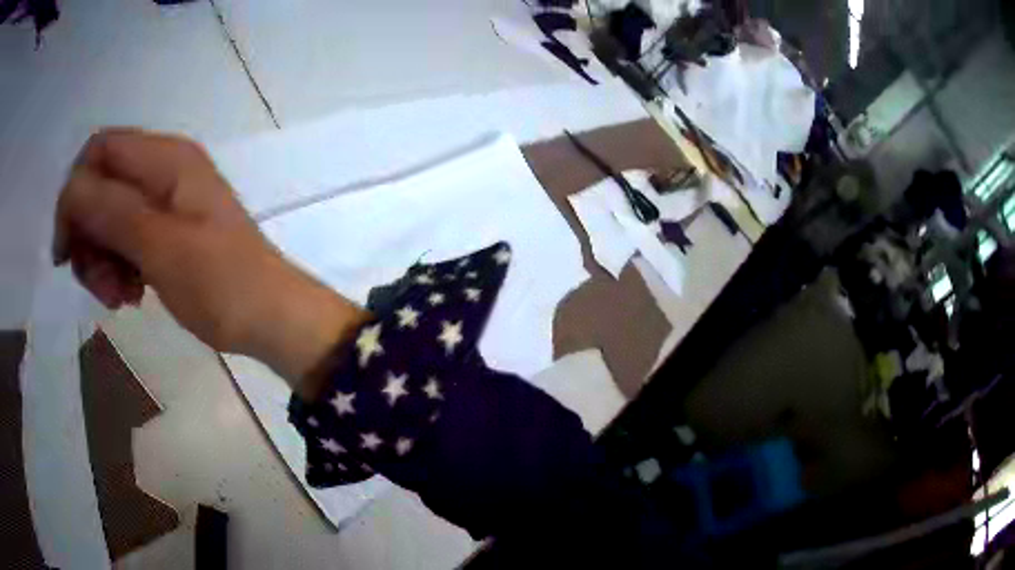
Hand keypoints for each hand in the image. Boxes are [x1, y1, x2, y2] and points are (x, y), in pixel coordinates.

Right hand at [54, 129, 367, 389]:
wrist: (271, 318)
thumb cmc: (221, 283)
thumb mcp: (159, 246)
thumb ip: (111, 211)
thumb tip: (70, 190)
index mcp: (166, 159)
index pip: (99, 150)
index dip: (74, 194)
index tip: (65, 251)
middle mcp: (164, 170)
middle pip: (100, 187)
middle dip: (88, 237)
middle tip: (98, 286)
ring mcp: (166, 202)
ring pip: (109, 219)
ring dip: (102, 260)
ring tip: (120, 297)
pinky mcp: (168, 232)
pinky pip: (126, 241)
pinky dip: (119, 268)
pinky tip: (132, 295)